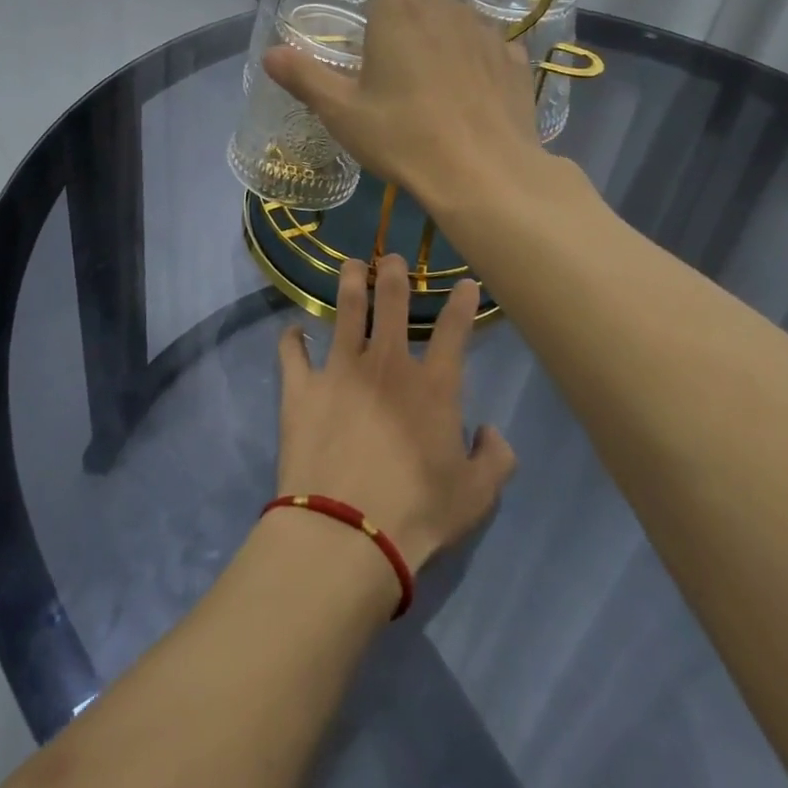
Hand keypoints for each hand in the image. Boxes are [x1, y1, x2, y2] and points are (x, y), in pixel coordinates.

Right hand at [263, 0, 543, 209]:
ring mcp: (489, 35)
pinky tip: (474, 99)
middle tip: (402, 67)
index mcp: (402, 12)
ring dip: (452, 43)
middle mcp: (449, 10)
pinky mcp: (518, 64)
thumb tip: (270, 53)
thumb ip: (305, 77)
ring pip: (466, 25)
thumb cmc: (402, 136)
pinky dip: (482, 66)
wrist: (482, 173)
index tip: (387, 11)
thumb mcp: (341, 112)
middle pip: (435, 0)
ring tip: (440, 87)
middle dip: (420, 22)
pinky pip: (495, 52)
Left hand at [273, 257, 516, 582]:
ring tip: (351, 265)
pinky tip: (293, 331)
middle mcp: (387, 364)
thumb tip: (492, 433)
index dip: (462, 302)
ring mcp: (340, 370)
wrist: (347, 531)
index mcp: (433, 386)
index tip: (465, 282)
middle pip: (392, 302)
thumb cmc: (418, 513)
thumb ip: (495, 459)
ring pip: (346, 311)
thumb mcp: (476, 496)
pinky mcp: (302, 388)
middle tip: (390, 257)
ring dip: (349, 283)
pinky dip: (291, 339)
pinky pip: (292, 352)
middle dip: (393, 272)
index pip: (455, 331)